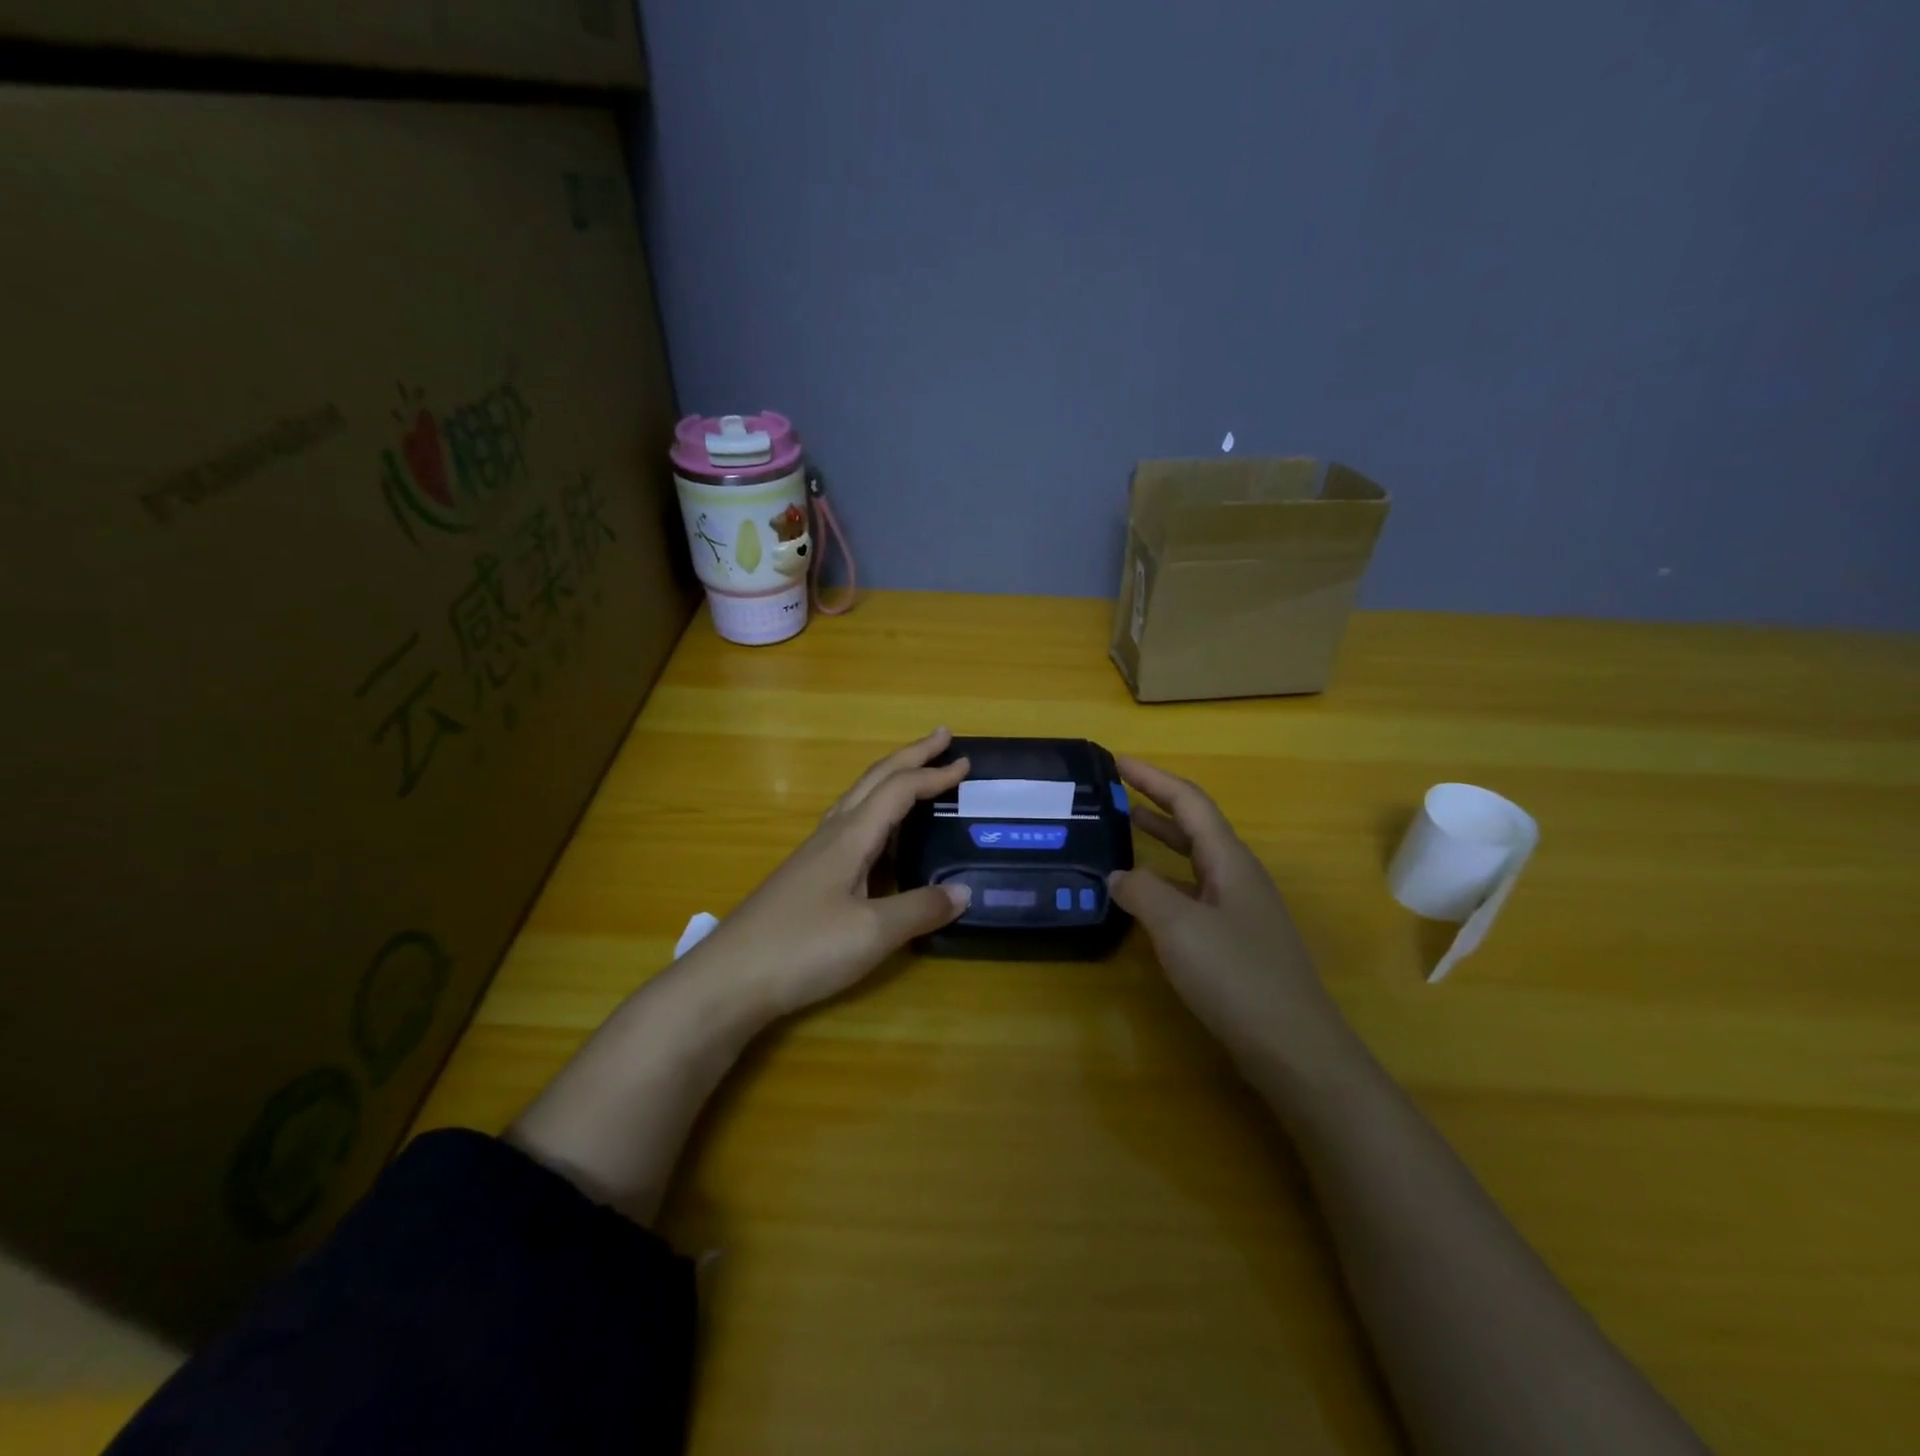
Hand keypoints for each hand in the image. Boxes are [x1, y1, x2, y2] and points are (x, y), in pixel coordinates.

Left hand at [685, 728, 972, 1019]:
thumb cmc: (803, 948)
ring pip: (858, 801)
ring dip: (892, 782)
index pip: (898, 790)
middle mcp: (832, 835)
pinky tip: (882, 842)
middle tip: (942, 738)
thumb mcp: (872, 932)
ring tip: (918, 779)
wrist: (728, 980)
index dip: (934, 774)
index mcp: (850, 837)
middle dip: (910, 756)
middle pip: (874, 780)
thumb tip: (964, 892)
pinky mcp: (806, 878)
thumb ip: (920, 908)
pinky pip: (850, 829)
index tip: (967, 764)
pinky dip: (878, 817)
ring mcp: (815, 856)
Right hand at [1109, 756, 1348, 1081]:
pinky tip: (1144, 899)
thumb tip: (1118, 876)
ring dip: (1161, 841)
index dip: (1152, 778)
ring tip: (1123, 832)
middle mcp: (1238, 876)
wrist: (1294, 1047)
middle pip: (1194, 825)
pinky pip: (1194, 894)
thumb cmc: (1237, 976)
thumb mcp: (1178, 927)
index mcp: (1230, 860)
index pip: (1189, 801)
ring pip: (1194, 861)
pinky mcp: (1237, 941)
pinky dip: (1165, 883)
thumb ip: (1142, 892)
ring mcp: (1240, 909)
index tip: (1117, 761)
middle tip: (1115, 792)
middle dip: (1155, 803)